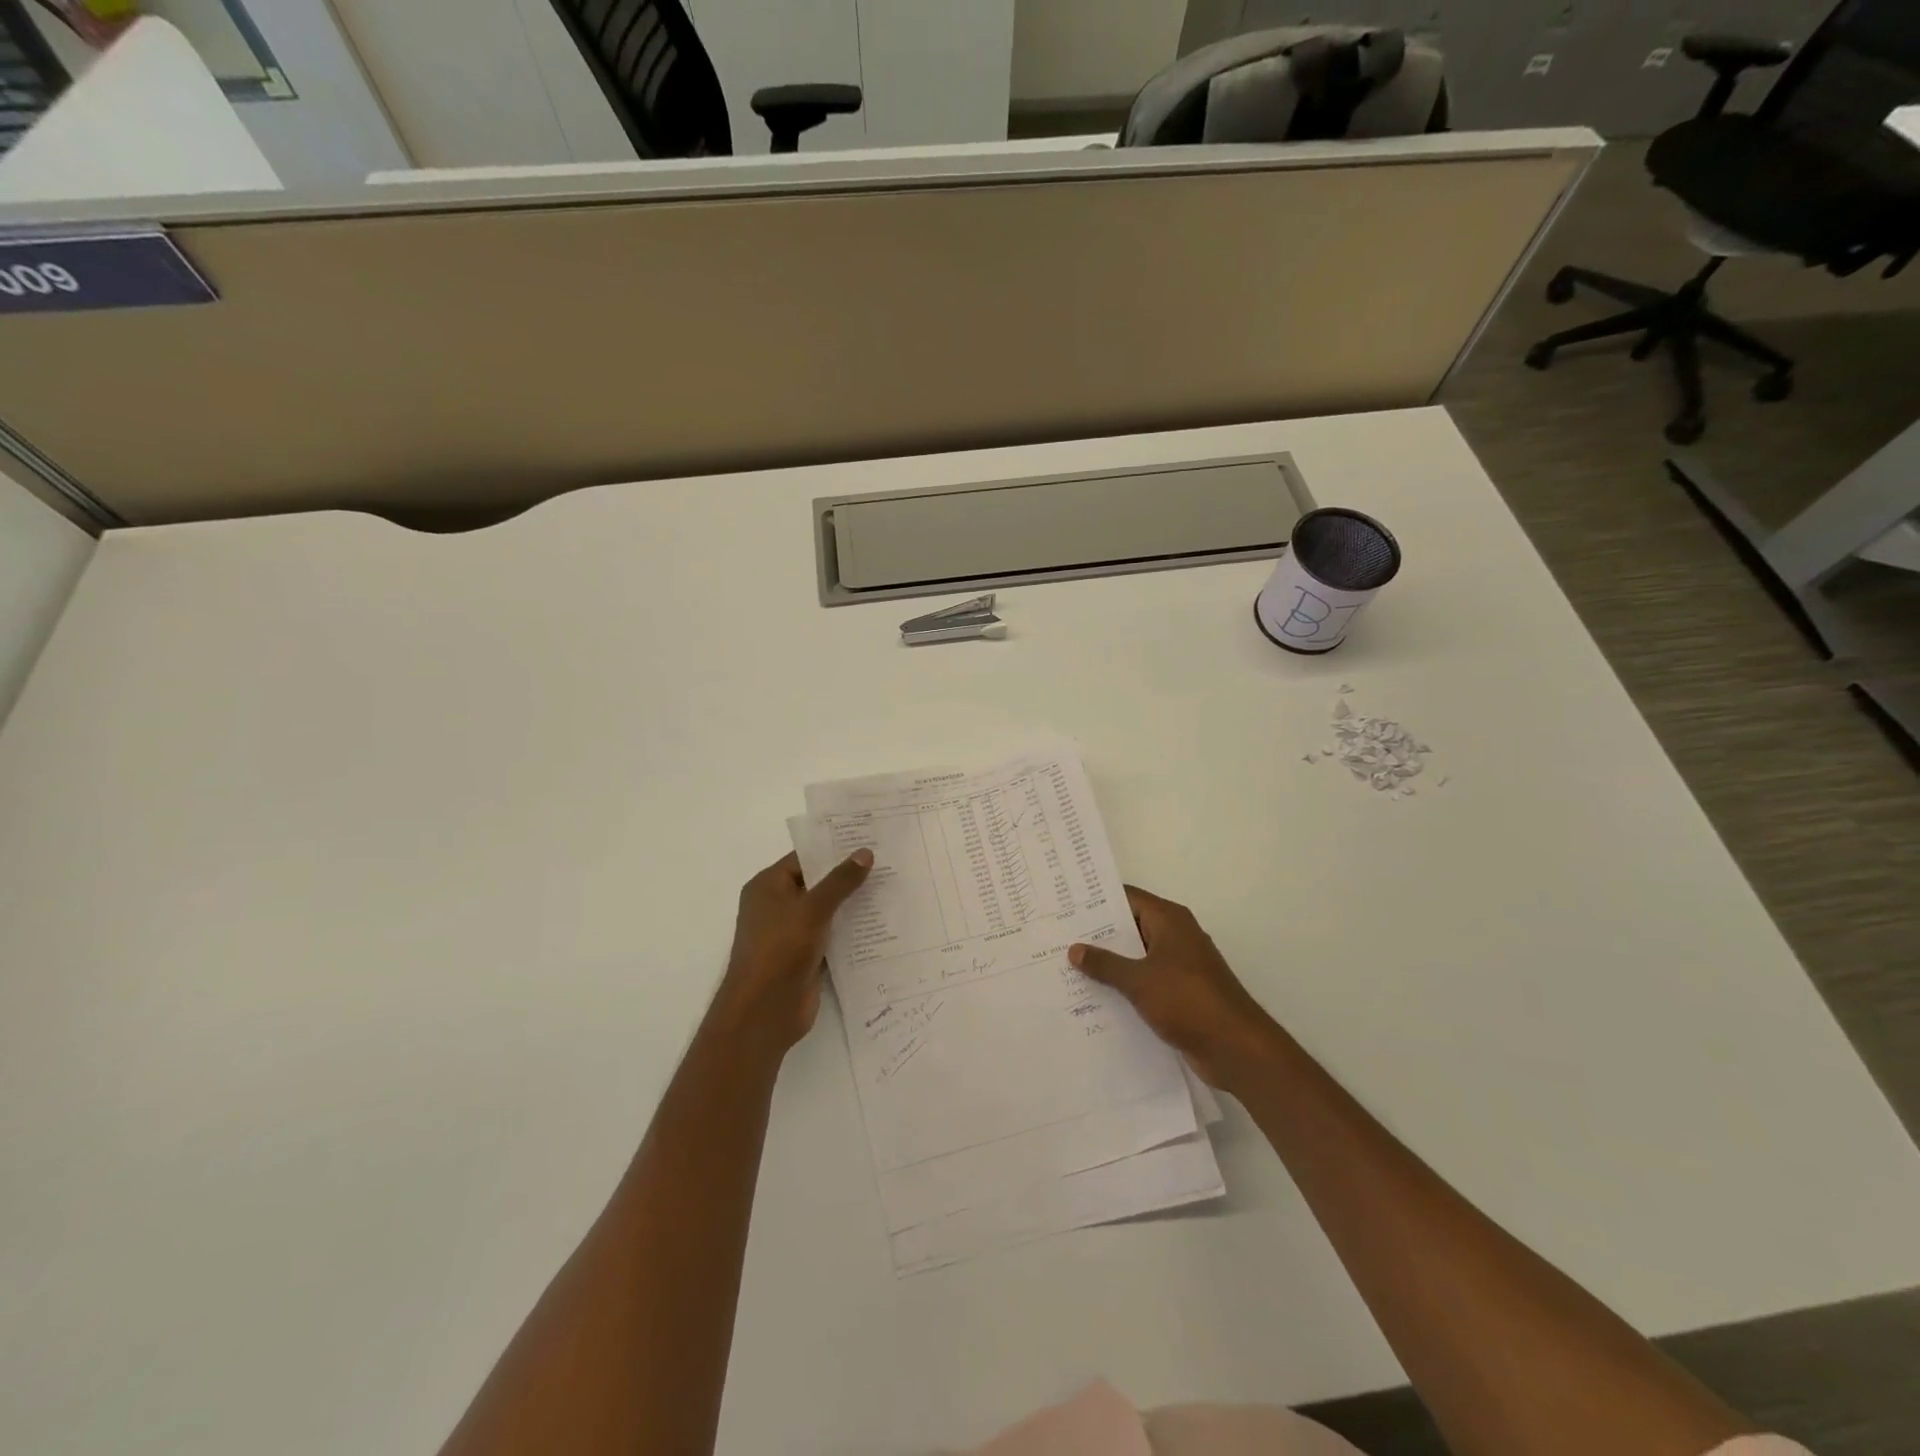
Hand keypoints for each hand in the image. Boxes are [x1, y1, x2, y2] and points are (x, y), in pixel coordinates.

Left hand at [710, 849, 872, 1056]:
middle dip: (849, 876)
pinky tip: (882, 923)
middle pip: (817, 883)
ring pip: (828, 911)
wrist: (764, 1012)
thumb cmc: (780, 950)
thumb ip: (840, 881)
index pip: (804, 858)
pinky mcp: (806, 957)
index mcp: (768, 887)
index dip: (834, 849)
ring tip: (892, 888)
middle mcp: (777, 906)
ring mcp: (792, 933)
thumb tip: (865, 852)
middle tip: (888, 862)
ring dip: (854, 904)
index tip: (868, 840)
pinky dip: (852, 930)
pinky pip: (833, 936)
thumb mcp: (812, 909)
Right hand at [1070, 886, 1277, 1090]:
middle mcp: (1175, 936)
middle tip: (1058, 936)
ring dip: (1109, 963)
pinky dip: (1125, 985)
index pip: (1127, 898)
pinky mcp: (1181, 993)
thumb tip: (1075, 948)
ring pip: (1136, 956)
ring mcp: (1180, 965)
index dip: (1096, 900)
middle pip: (1130, 926)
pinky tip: (1095, 996)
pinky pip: (1145, 981)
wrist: (1236, 1047)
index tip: (1065, 905)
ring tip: (1068, 966)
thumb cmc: (1188, 1001)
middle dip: (1097, 933)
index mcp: (1169, 920)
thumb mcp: (1139, 980)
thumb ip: (1105, 964)